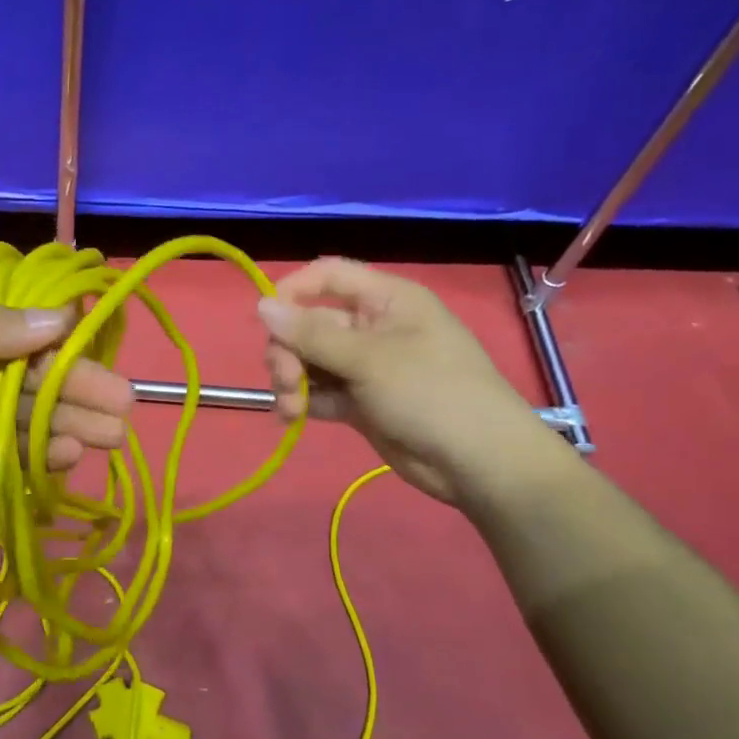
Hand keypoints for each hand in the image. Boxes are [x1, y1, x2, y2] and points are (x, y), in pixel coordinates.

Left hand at [0, 277, 133, 529]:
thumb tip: (61, 317)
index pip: (18, 309)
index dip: (60, 324)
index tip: (97, 339)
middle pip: (35, 365)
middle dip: (80, 383)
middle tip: (124, 404)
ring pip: (33, 409)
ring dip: (73, 420)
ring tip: (112, 437)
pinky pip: (15, 448)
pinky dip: (43, 452)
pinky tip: (69, 456)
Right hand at [258, 258, 566, 506]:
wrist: (477, 462)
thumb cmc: (431, 393)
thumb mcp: (368, 359)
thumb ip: (311, 334)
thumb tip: (261, 305)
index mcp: (386, 300)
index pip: (328, 276)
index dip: (293, 291)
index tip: (266, 319)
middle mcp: (373, 327)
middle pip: (311, 323)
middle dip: (289, 351)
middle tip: (285, 380)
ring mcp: (366, 366)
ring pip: (310, 360)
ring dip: (292, 380)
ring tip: (291, 407)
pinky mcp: (360, 401)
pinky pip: (320, 391)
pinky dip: (303, 401)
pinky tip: (293, 417)